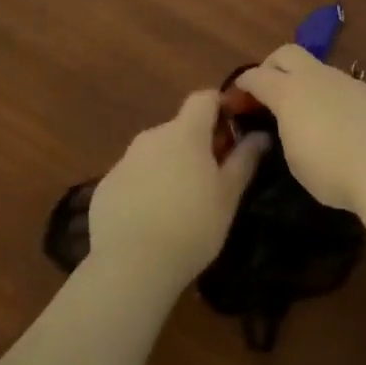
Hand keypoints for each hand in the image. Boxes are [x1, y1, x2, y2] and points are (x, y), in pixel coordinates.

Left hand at [86, 91, 268, 290]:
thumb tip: (260, 135)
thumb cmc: (192, 226)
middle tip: (212, 178)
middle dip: (197, 144)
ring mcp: (124, 161)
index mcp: (185, 133)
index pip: (204, 98)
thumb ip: (245, 159)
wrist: (131, 266)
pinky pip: (134, 176)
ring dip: (171, 166)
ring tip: (181, 203)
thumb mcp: (229, 195)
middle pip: (180, 128)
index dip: (220, 107)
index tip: (233, 131)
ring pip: (156, 153)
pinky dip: (146, 187)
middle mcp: (152, 137)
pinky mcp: (105, 186)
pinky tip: (152, 219)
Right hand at [236, 44, 365, 214]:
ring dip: (304, 82)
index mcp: (289, 91)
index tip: (236, 97)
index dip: (242, 84)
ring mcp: (346, 81)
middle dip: (272, 66)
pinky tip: (336, 121)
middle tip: (268, 91)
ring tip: (305, 111)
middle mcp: (316, 77)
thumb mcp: (294, 159)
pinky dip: (329, 96)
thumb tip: (291, 124)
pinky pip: (340, 86)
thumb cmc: (331, 169)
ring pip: (317, 68)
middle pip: (286, 53)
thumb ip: (286, 132)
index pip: (256, 76)